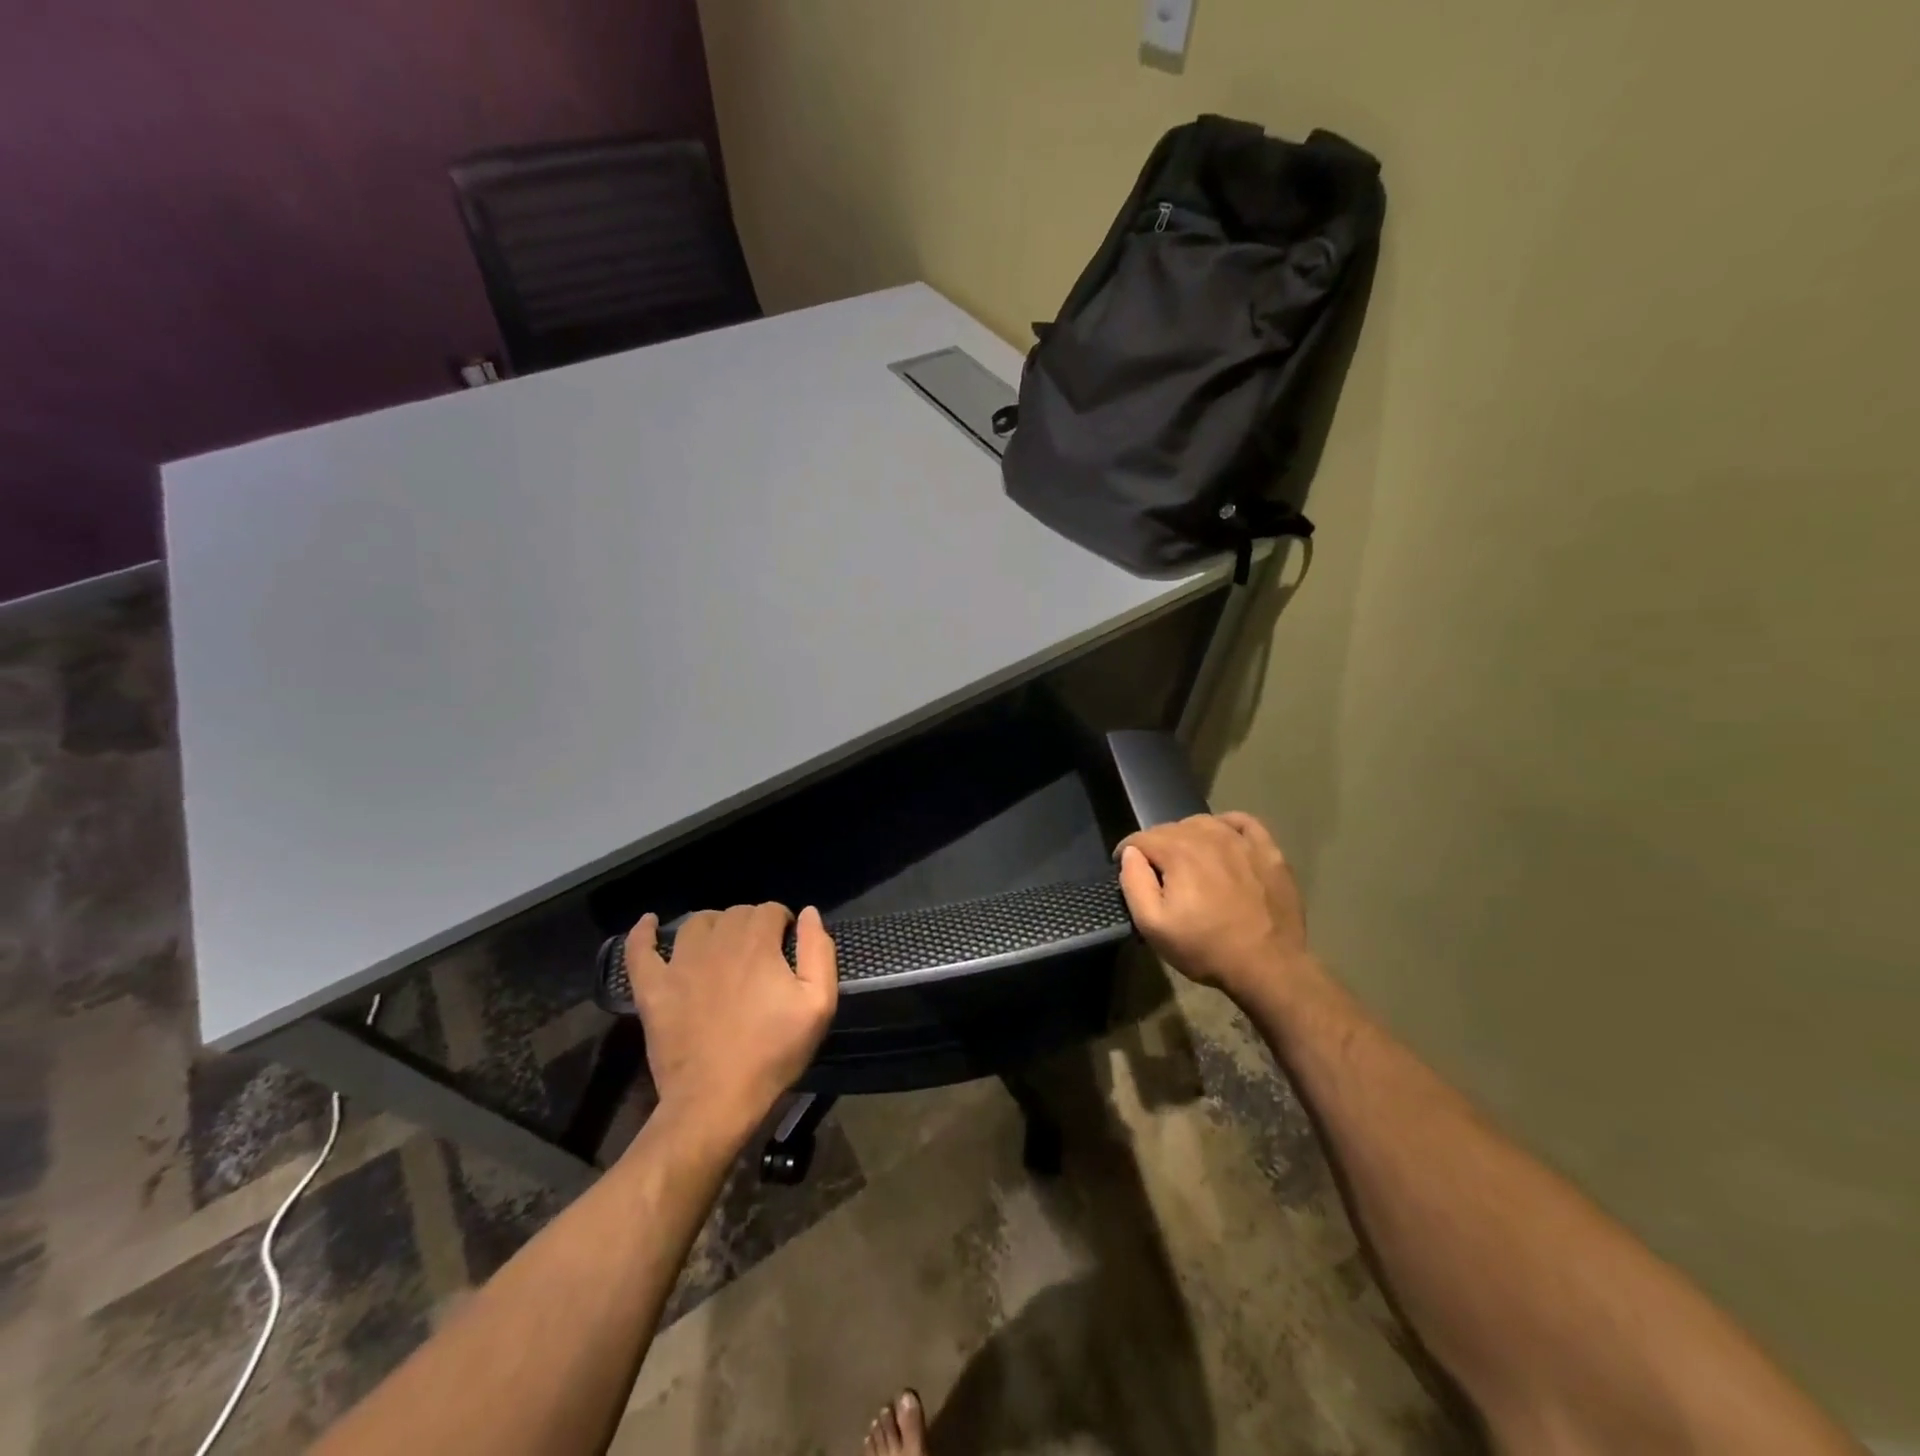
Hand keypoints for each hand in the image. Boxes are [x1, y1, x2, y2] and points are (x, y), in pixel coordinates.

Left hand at [623, 903, 837, 1142]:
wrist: (716, 1100)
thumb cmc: (773, 1053)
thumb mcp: (818, 1005)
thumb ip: (819, 951)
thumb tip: (808, 913)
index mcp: (757, 943)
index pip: (771, 910)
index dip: (783, 924)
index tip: (788, 948)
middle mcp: (717, 943)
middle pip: (736, 913)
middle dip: (753, 925)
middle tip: (761, 957)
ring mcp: (679, 964)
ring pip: (697, 923)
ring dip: (714, 926)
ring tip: (723, 947)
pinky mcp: (653, 988)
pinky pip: (640, 950)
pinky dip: (643, 933)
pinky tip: (649, 923)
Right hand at [1117, 812, 1312, 1004]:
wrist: (1269, 966)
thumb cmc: (1205, 948)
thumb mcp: (1153, 926)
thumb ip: (1134, 883)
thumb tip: (1130, 853)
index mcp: (1178, 852)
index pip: (1141, 838)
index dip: (1127, 852)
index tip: (1125, 869)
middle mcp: (1208, 836)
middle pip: (1170, 828)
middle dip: (1156, 846)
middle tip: (1158, 874)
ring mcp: (1242, 841)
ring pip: (1203, 823)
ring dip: (1188, 836)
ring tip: (1188, 861)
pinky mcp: (1269, 851)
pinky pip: (1242, 822)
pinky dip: (1226, 825)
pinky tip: (1223, 841)